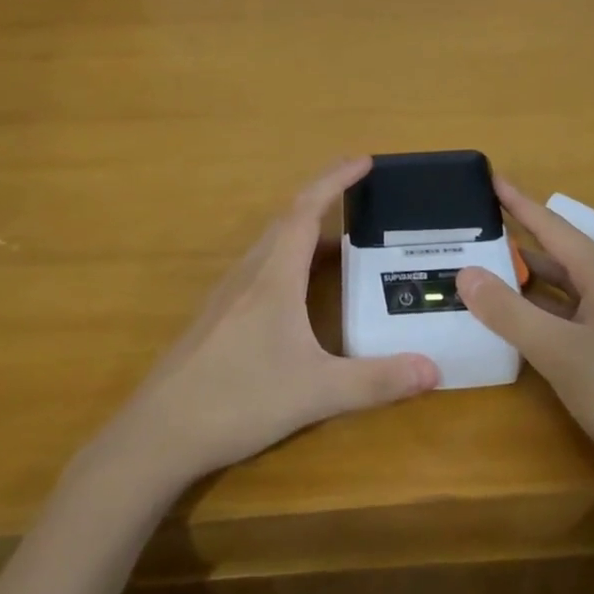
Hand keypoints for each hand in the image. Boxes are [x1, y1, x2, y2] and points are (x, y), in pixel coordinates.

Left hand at [93, 157, 438, 491]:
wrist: (160, 433)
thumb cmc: (239, 399)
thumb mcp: (316, 393)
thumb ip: (376, 381)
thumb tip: (434, 369)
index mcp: (274, 275)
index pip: (307, 209)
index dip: (335, 179)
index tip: (364, 160)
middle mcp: (250, 273)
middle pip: (288, 219)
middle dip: (324, 197)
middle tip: (359, 192)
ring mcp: (228, 293)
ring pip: (271, 244)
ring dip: (305, 230)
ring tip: (340, 241)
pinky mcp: (217, 315)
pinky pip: (260, 267)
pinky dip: (288, 258)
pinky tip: (299, 290)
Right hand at [456, 178, 593, 503]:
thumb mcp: (558, 353)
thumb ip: (509, 312)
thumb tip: (465, 272)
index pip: (551, 225)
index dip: (517, 201)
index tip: (489, 176)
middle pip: (558, 254)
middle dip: (516, 242)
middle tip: (472, 232)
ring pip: (567, 285)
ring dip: (529, 279)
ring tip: (485, 271)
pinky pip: (576, 310)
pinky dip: (545, 308)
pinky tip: (522, 320)